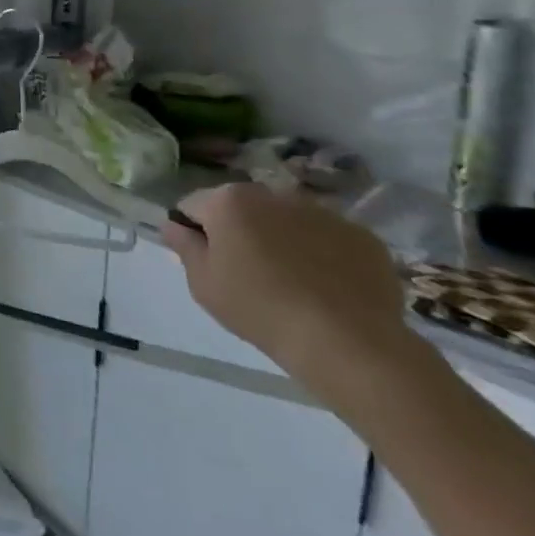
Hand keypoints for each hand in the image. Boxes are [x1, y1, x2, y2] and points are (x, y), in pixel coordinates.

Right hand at [162, 183, 418, 405]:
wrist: (346, 341)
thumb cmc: (258, 307)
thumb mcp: (202, 282)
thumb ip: (184, 246)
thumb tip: (173, 225)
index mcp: (229, 201)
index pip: (193, 205)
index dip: (193, 231)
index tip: (205, 260)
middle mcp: (274, 194)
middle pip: (243, 206)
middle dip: (239, 229)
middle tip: (245, 270)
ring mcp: (323, 212)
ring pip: (287, 219)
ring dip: (280, 237)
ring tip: (289, 279)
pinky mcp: (362, 236)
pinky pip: (327, 237)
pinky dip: (320, 252)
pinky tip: (323, 285)